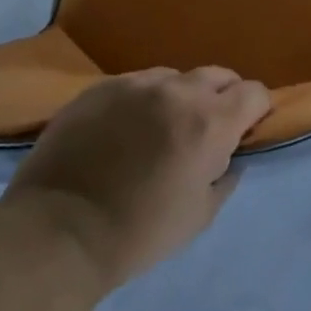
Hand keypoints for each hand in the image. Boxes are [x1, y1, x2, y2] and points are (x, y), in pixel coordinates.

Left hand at [4, 67, 271, 288]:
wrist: (55, 234)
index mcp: (212, 122)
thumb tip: (230, 158)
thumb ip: (225, 178)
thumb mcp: (200, 217)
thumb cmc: (137, 233)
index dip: (255, 111)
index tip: (243, 131)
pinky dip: (141, 101)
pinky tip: (122, 130)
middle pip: (219, 76)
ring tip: (159, 128)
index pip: (255, 92)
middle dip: (222, 97)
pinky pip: (136, 84)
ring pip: (175, 77)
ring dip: (179, 97)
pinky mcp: (101, 88)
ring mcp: (138, 85)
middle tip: (204, 130)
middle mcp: (180, 91)